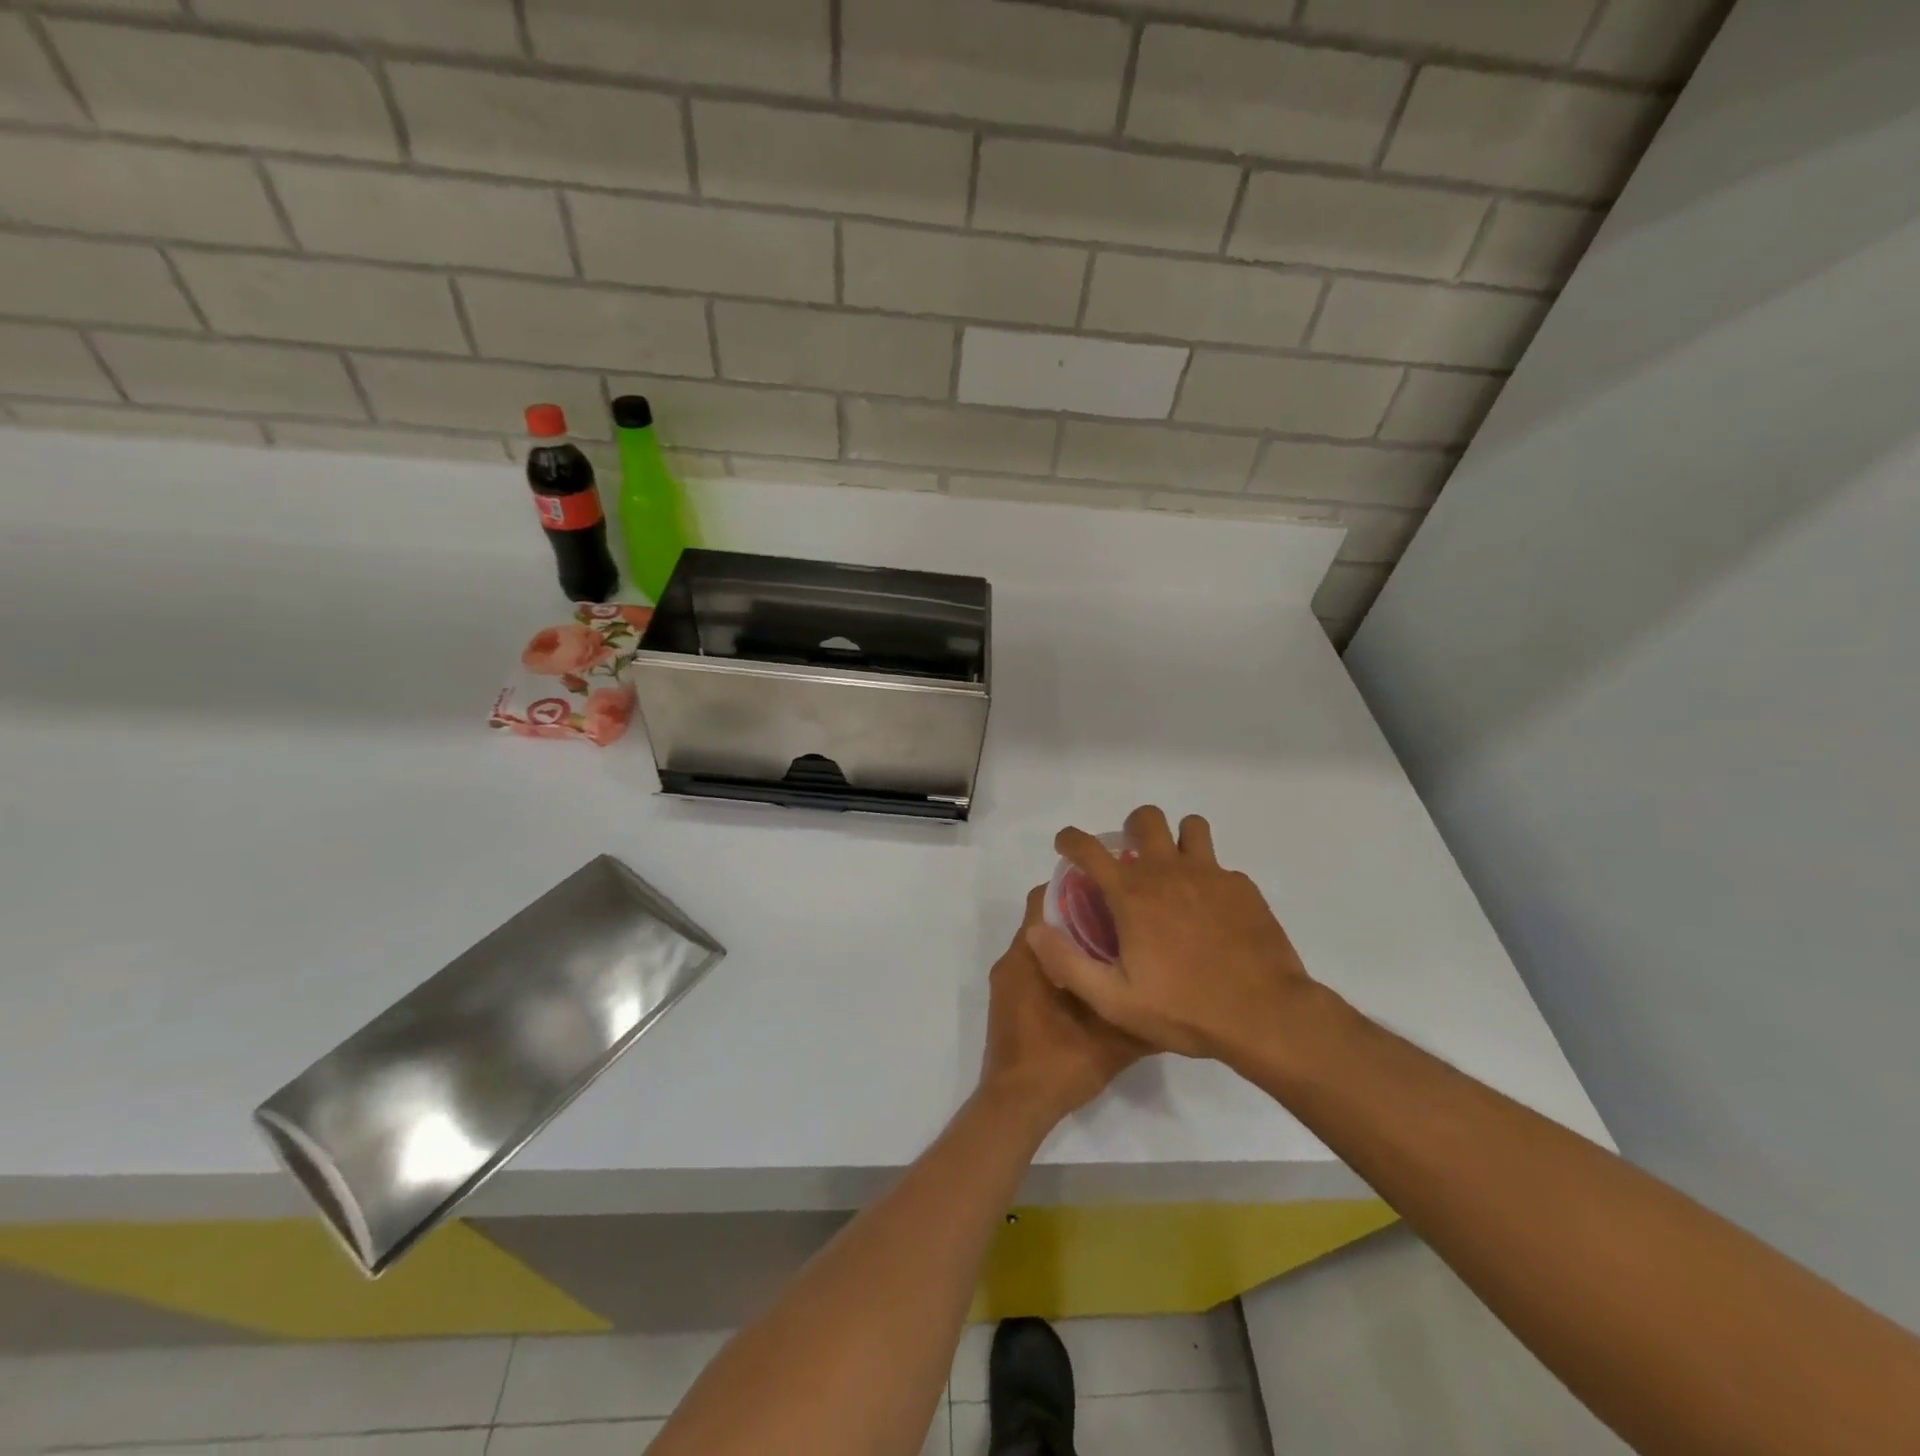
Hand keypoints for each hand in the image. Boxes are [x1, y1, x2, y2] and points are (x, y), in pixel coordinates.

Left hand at [979, 886, 1148, 1131]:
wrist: (1016, 1108)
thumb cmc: (1058, 1064)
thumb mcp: (1112, 1040)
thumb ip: (1140, 1012)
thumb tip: (1174, 992)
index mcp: (1029, 957)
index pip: (1044, 899)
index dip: (1075, 888)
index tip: (1110, 890)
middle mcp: (1013, 961)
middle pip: (1044, 920)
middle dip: (1078, 913)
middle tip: (1120, 918)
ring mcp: (1008, 983)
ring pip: (1040, 945)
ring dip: (1070, 941)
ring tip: (1113, 947)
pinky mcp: (1010, 1002)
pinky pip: (1035, 967)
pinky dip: (1060, 965)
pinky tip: (1093, 981)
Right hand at [1026, 806, 1318, 1065]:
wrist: (1266, 1016)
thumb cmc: (1185, 1009)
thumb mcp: (1115, 1001)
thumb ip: (1068, 964)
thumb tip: (1035, 931)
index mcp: (1133, 895)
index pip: (1090, 848)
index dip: (1071, 839)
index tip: (1066, 844)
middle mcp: (1169, 872)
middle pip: (1146, 819)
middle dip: (1132, 828)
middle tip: (1131, 857)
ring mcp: (1211, 875)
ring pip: (1191, 827)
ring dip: (1177, 840)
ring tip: (1175, 871)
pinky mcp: (1243, 888)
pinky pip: (1220, 866)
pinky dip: (1209, 878)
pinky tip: (1212, 913)